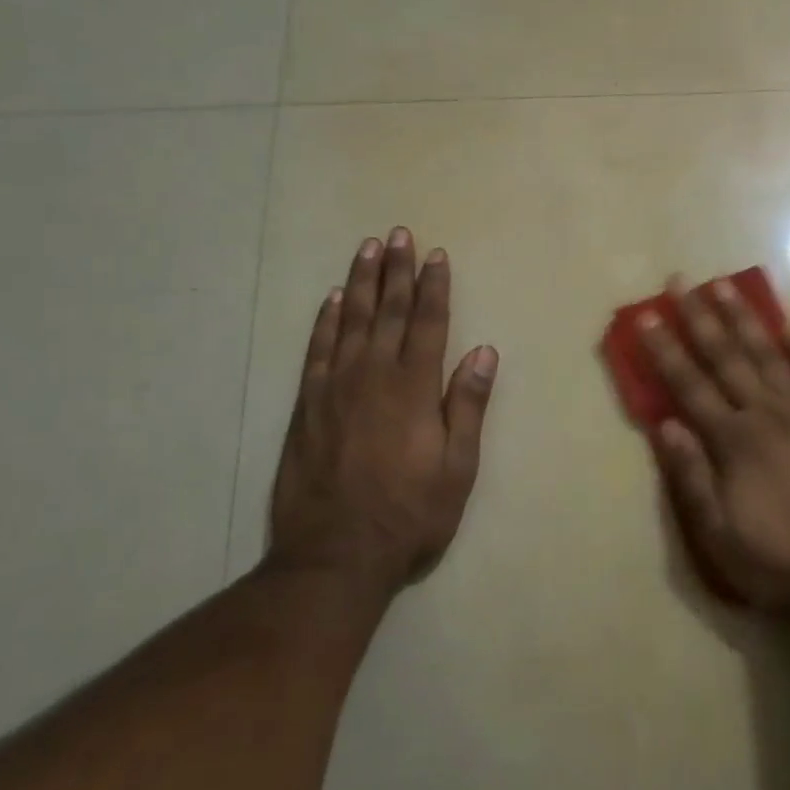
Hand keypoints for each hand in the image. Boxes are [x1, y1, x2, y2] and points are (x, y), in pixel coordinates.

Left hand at [267, 229, 496, 593]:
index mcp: (414, 389)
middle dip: (397, 270)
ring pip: (349, 321)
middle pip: (387, 311)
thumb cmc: (409, 514)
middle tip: (399, 234)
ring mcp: (335, 388)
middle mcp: (374, 376)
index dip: (433, 287)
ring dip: (360, 282)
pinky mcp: (307, 405)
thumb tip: (482, 352)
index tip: (436, 255)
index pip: (427, 323)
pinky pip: (316, 350)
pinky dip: (324, 321)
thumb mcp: (457, 468)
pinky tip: (330, 300)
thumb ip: (467, 406)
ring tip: (367, 250)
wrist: (334, 555)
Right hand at [640, 277, 789, 625]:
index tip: (647, 316)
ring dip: (744, 319)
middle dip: (699, 317)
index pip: (689, 386)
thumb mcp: (719, 538)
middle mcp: (767, 415)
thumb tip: (666, 424)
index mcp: (734, 443)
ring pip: (769, 355)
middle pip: (726, 357)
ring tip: (724, 286)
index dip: (665, 350)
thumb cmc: (782, 565)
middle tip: (680, 281)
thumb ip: (691, 478)